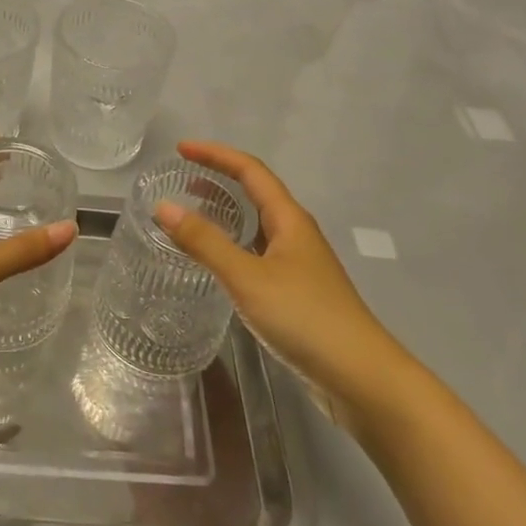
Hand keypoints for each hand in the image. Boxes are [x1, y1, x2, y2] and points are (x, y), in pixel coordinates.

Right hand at [153, 141, 409, 393]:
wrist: (361, 376)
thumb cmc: (305, 317)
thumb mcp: (247, 277)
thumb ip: (205, 242)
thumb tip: (163, 206)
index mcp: (289, 219)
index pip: (250, 170)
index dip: (215, 155)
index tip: (181, 149)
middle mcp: (296, 233)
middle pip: (256, 192)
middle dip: (219, 179)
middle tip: (181, 179)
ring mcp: (299, 263)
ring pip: (258, 224)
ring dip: (226, 212)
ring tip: (192, 214)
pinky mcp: (297, 291)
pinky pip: (258, 252)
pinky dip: (233, 244)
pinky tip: (217, 263)